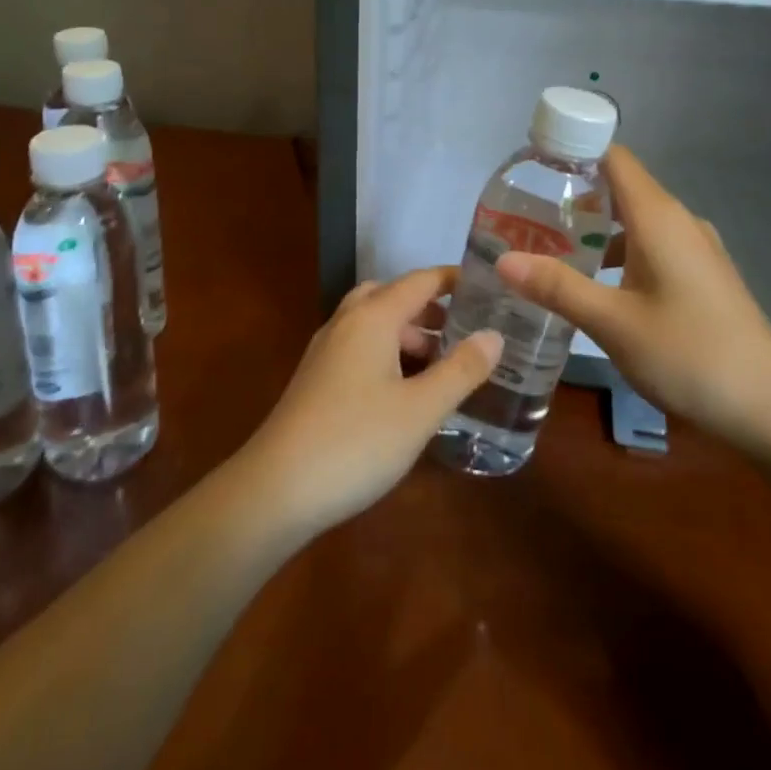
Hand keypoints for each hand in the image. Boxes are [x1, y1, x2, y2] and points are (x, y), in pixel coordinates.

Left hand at [240, 268, 502, 537]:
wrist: (276, 490)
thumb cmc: (356, 441)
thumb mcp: (421, 409)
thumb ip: (461, 369)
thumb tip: (494, 334)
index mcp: (372, 317)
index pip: (420, 281)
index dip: (454, 279)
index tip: (488, 286)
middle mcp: (346, 323)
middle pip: (392, 296)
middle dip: (430, 308)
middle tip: (465, 330)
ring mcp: (326, 351)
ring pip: (374, 324)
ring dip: (408, 334)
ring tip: (443, 365)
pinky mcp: (317, 379)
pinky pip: (360, 348)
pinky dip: (388, 354)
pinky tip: (406, 390)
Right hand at [495, 146, 770, 456]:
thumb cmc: (690, 354)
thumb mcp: (613, 322)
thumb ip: (558, 287)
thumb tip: (502, 259)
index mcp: (658, 218)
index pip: (614, 158)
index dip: (574, 151)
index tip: (532, 165)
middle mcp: (679, 222)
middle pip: (622, 187)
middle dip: (575, 195)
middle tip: (526, 217)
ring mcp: (696, 250)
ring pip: (637, 221)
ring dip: (596, 228)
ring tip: (551, 250)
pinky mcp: (703, 277)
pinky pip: (652, 246)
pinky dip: (619, 252)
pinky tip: (596, 285)